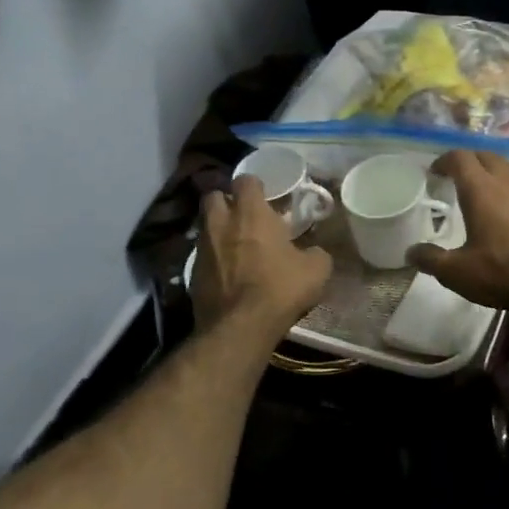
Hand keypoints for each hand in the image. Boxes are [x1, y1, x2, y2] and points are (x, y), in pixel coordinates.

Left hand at [192, 177, 332, 337]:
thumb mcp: (316, 270)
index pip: (246, 180)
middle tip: (244, 216)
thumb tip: (313, 252)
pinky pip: (202, 256)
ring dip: (218, 230)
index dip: (255, 186)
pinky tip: (227, 274)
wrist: (240, 328)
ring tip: (236, 246)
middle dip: (226, 201)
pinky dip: (213, 259)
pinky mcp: (192, 274)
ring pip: (205, 226)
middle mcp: (221, 223)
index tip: (266, 196)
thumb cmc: (280, 289)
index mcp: (251, 213)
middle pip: (214, 196)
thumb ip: (315, 252)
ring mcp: (202, 248)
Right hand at [409, 150, 508, 309]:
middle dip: (470, 161)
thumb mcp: (458, 272)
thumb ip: (432, 259)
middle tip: (458, 176)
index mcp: (481, 189)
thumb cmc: (502, 270)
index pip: (460, 158)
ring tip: (484, 191)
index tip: (435, 171)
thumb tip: (411, 252)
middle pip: (487, 156)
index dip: (445, 160)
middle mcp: (508, 182)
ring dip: (494, 173)